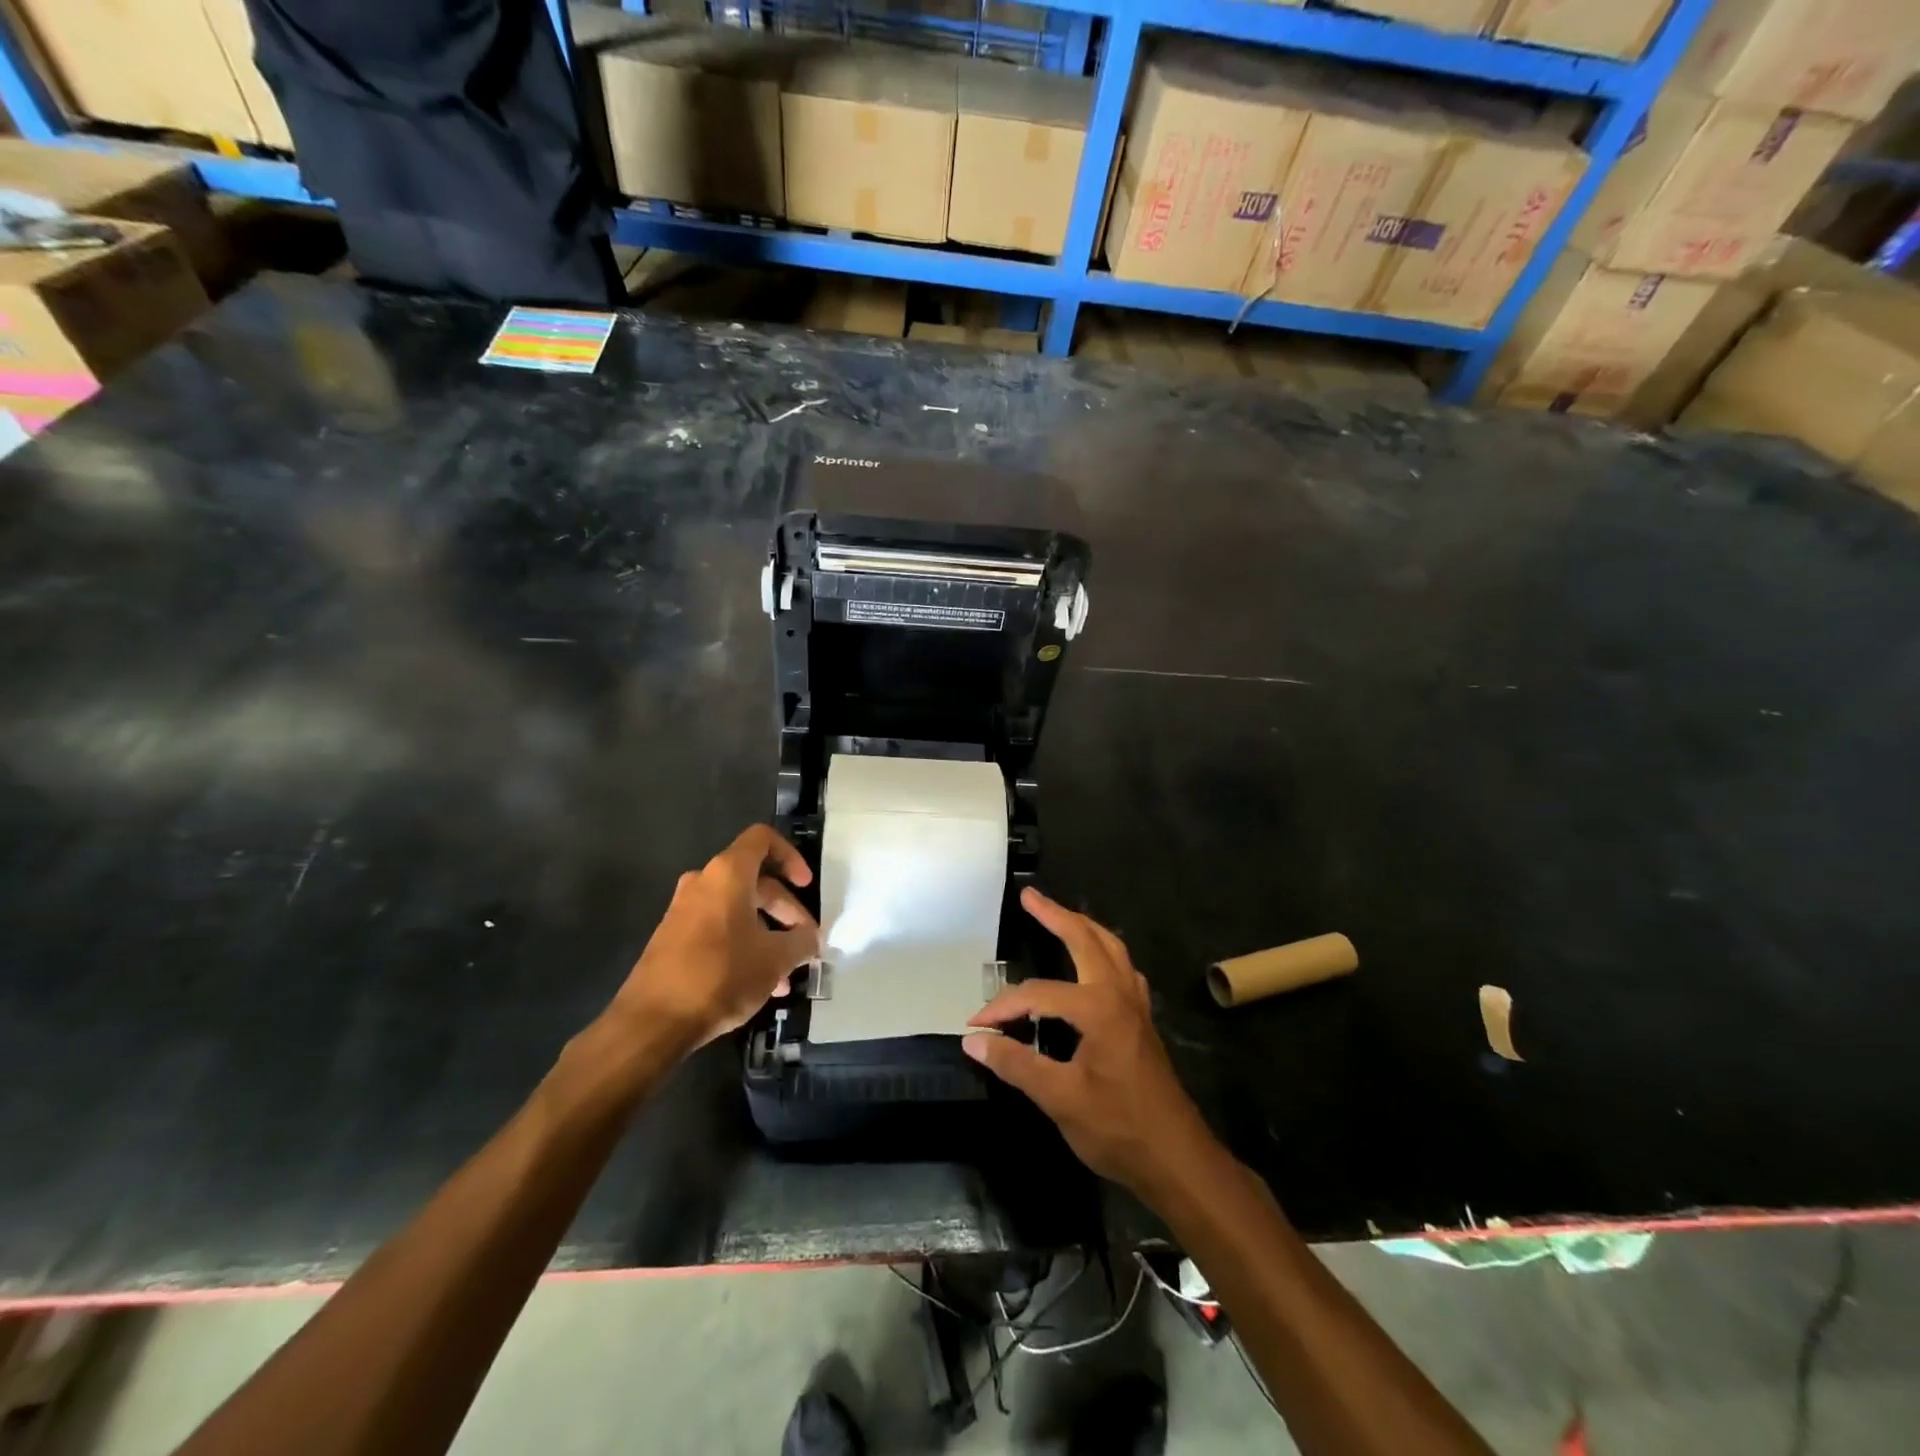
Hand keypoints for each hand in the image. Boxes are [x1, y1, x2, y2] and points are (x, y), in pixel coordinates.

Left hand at [604, 825, 818, 1057]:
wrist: (652, 1021)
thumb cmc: (721, 976)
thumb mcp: (775, 959)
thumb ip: (801, 942)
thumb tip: (811, 939)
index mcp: (728, 874)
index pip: (763, 839)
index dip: (791, 856)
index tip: (806, 886)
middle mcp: (703, 883)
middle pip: (756, 881)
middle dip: (786, 910)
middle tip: (806, 942)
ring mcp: (684, 911)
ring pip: (738, 910)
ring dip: (768, 934)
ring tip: (787, 974)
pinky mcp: (673, 939)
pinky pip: (719, 929)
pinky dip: (744, 945)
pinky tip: (761, 984)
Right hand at [964, 888, 1215, 1197]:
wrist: (1177, 1159)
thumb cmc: (1119, 1128)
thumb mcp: (1060, 1099)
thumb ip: (1016, 1063)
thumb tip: (973, 1039)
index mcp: (1098, 1008)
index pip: (1038, 994)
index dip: (1003, 1007)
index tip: (975, 1026)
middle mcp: (1119, 994)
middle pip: (1086, 939)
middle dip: (1055, 915)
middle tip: (1029, 896)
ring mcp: (1135, 1005)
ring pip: (1111, 948)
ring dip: (1083, 927)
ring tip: (1060, 915)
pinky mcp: (1142, 1020)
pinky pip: (1122, 968)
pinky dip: (1104, 952)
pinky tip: (1094, 962)